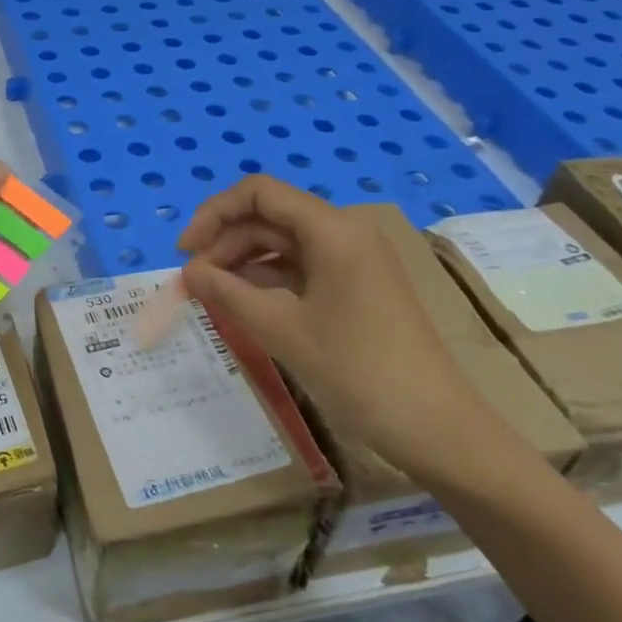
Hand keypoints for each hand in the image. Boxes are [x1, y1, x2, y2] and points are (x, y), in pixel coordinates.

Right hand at [177, 175, 496, 478]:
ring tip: (210, 294)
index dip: (214, 214)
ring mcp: (353, 260)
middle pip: (270, 216)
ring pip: (283, 243)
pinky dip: (267, 279)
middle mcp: (345, 233)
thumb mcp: (283, 332)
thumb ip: (228, 295)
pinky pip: (301, 267)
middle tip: (191, 284)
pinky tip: (243, 302)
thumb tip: (188, 273)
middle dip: (224, 242)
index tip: (185, 252)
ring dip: (242, 261)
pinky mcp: (356, 286)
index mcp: (333, 230)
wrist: (436, 428)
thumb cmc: (358, 372)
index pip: (260, 193)